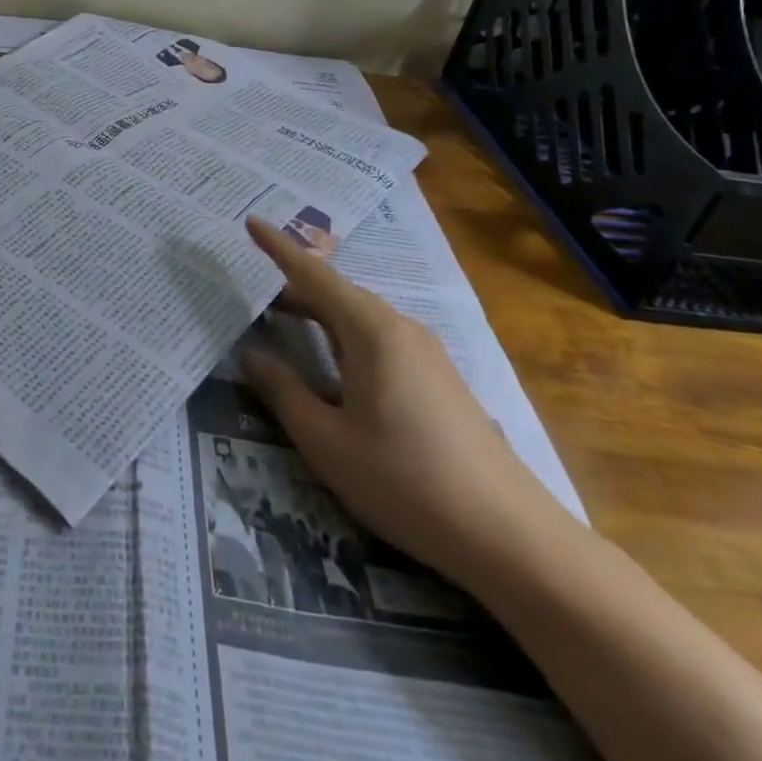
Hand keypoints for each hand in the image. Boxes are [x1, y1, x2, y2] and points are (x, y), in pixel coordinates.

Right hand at [240, 217, 582, 592]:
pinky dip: (344, 336)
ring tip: (285, 322)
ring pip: (360, 317)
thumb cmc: (406, 481)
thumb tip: (252, 355)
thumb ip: (284, 392)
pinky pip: (381, 339)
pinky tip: (335, 366)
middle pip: (338, 293)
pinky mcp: (440, 380)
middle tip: (254, 293)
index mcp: (372, 331)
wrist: (510, 538)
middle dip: (294, 287)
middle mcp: (401, 329)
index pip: (314, 275)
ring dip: (320, 314)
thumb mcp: (326, 442)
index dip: (279, 248)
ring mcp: (427, 354)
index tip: (251, 222)